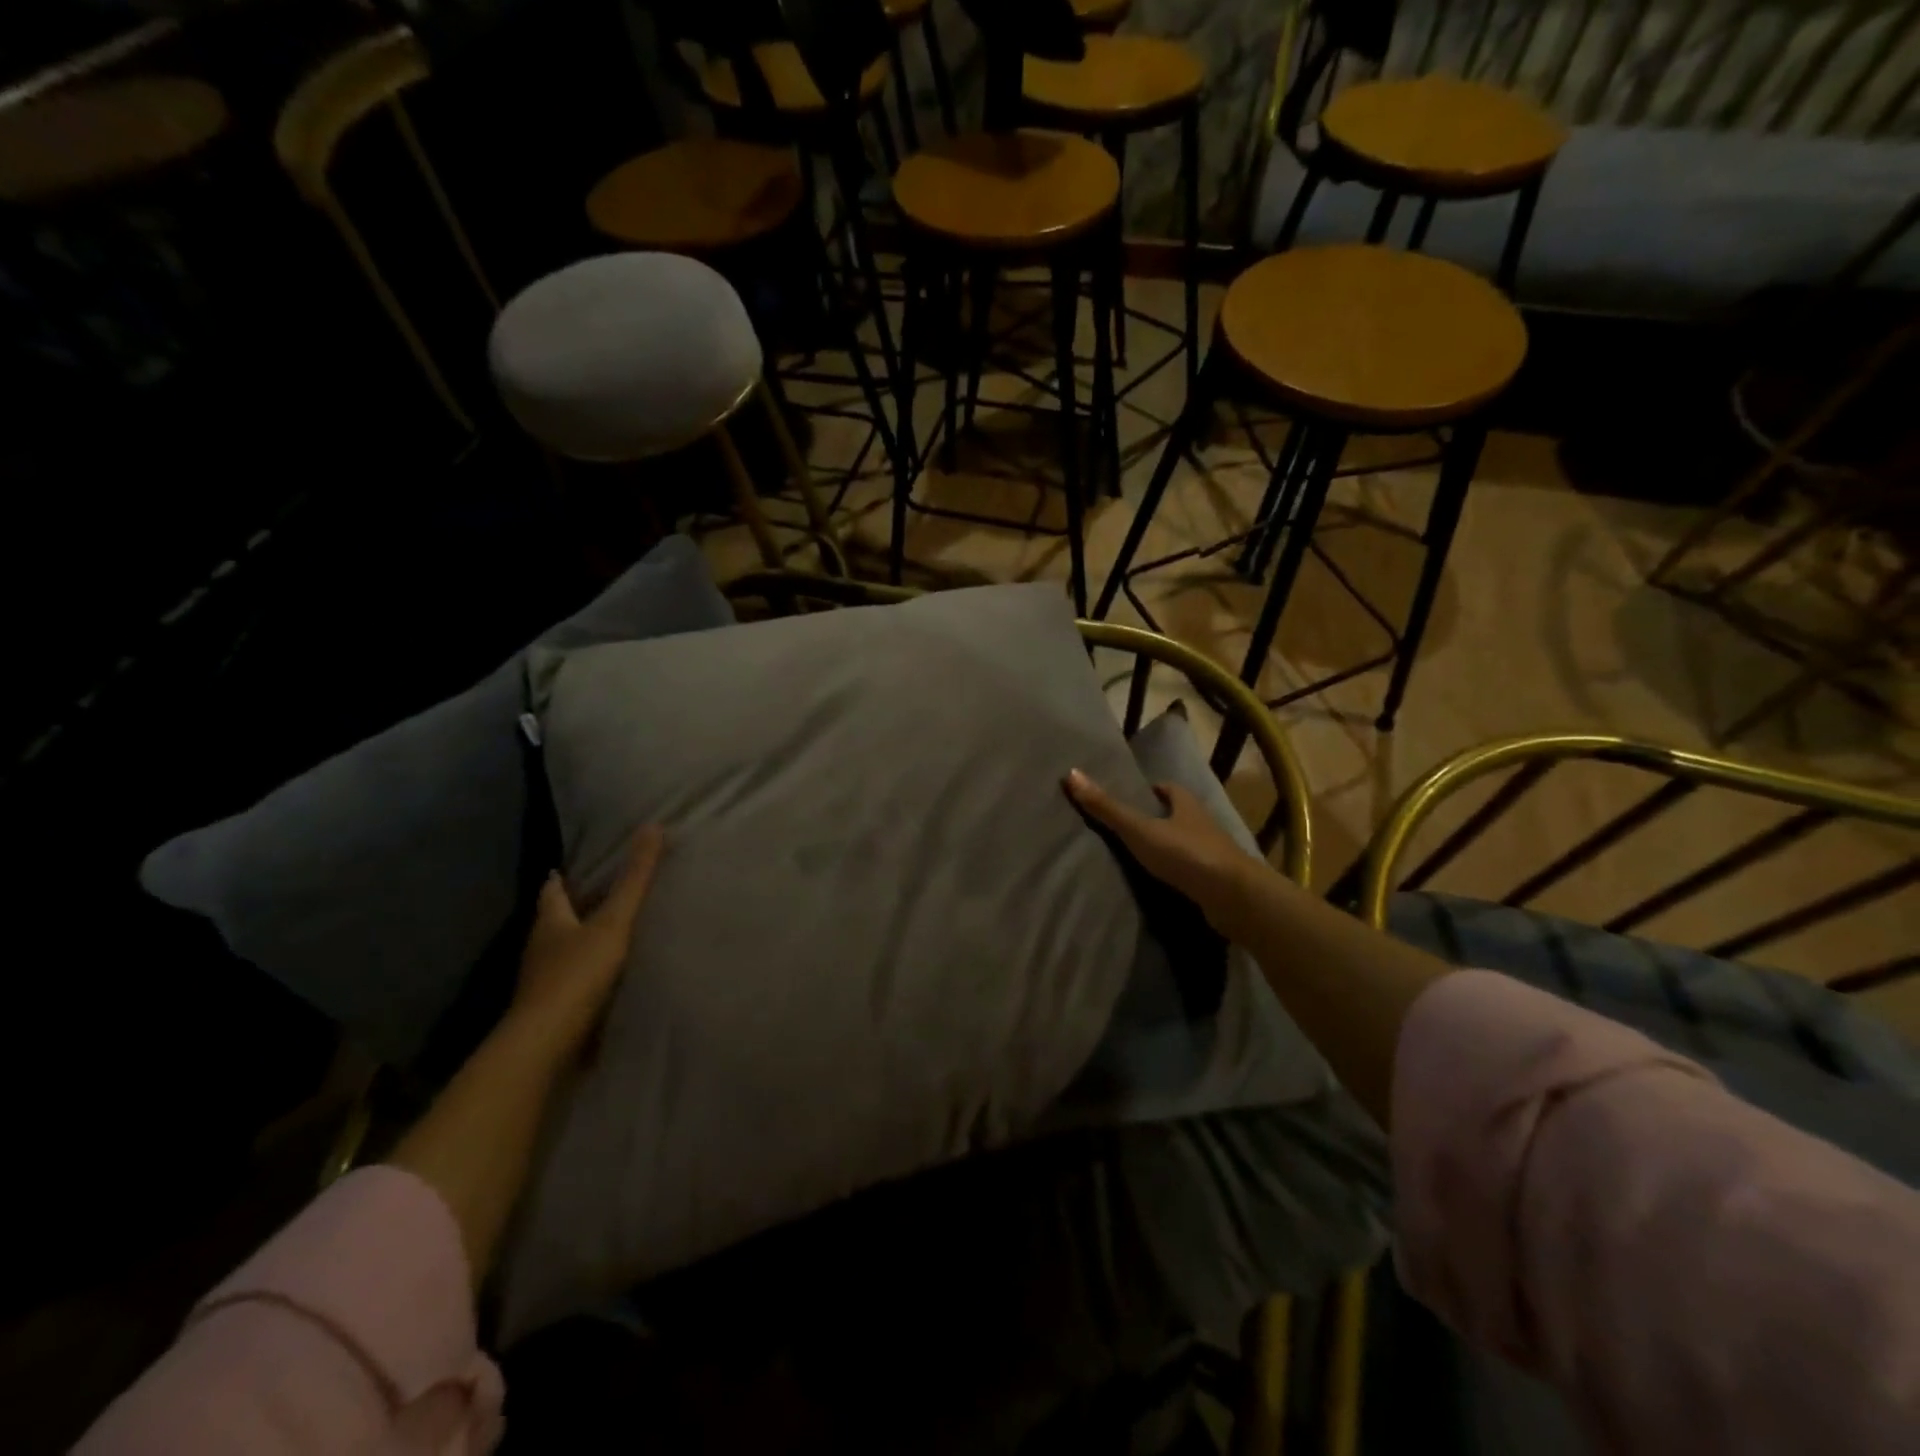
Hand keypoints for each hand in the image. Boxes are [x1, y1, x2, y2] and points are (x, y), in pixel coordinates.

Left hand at [509, 826, 665, 1053]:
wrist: (546, 1045)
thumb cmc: (576, 975)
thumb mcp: (613, 922)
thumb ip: (634, 880)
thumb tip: (652, 827)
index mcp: (550, 923)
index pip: (551, 892)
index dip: (559, 879)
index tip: (564, 868)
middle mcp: (540, 949)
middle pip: (555, 922)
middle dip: (572, 909)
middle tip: (598, 895)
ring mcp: (542, 983)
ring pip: (561, 954)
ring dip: (579, 944)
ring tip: (609, 935)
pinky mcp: (553, 1011)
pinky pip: (571, 984)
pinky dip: (585, 976)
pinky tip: (607, 979)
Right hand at [1063, 769, 1269, 941]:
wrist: (1234, 896)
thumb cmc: (1185, 854)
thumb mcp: (1139, 829)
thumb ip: (1106, 808)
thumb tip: (1071, 773)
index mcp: (1187, 805)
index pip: (1169, 789)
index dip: (1152, 791)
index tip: (1134, 797)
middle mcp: (1203, 824)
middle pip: (1179, 815)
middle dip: (1160, 818)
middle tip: (1131, 826)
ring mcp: (1214, 854)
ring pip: (1188, 843)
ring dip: (1170, 847)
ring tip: (1142, 857)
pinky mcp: (1218, 882)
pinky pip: (1194, 871)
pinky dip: (1179, 873)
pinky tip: (1163, 883)